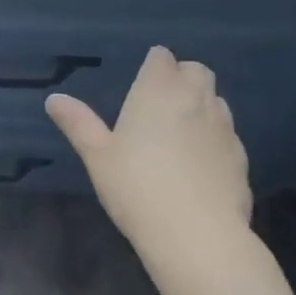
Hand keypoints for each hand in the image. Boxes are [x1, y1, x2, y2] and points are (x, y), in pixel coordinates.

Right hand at [46, 46, 253, 294]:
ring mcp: (224, 128)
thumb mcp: (97, 156)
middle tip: (161, 104)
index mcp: (159, 90)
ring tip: (181, 133)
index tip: (141, 84)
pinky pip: (228, 135)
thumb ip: (78, 123)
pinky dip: (215, 139)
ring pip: (216, 101)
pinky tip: (200, 165)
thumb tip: (54, 99)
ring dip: (201, 106)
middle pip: (197, 71)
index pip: (162, 57)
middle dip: (182, 78)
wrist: (199, 237)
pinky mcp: (242, 158)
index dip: (153, 66)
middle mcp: (195, 99)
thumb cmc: (138, 188)